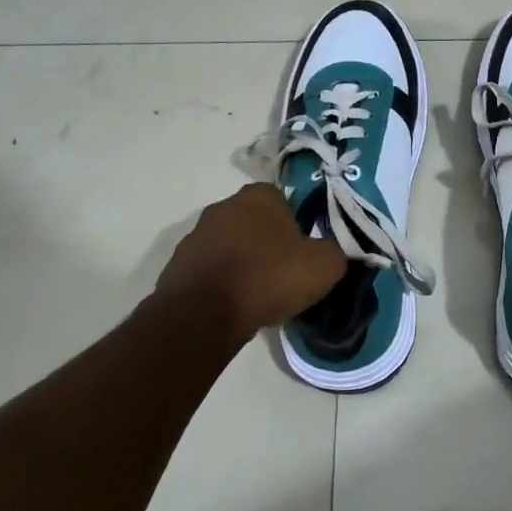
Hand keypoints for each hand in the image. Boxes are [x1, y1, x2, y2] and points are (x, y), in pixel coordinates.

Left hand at [157, 184, 346, 337]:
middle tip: (283, 273)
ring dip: (242, 262)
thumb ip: (334, 252)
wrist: (204, 314)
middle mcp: (223, 206)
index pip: (284, 201)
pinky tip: (233, 305)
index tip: (302, 252)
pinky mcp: (177, 264)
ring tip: (257, 294)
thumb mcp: (323, 266)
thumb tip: (330, 253)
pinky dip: (221, 282)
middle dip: (267, 243)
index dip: (296, 226)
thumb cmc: (268, 278)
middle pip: (254, 222)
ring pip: (230, 245)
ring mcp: (195, 235)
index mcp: (259, 196)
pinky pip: (209, 269)